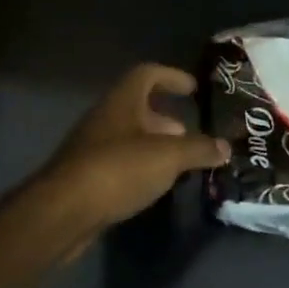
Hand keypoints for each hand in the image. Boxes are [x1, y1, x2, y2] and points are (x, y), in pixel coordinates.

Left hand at [43, 63, 229, 240]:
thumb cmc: (118, 170)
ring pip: (130, 138)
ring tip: (182, 164)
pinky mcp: (88, 178)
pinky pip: (122, 164)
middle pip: (139, 108)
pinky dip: (143, 168)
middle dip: (167, 119)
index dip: (172, 76)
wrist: (63, 213)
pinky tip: (158, 185)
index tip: (194, 88)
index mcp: (121, 102)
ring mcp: (93, 149)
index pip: (147, 74)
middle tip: (192, 134)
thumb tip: (225, 147)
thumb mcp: (168, 157)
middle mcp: (105, 119)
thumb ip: (199, 149)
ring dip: (156, 146)